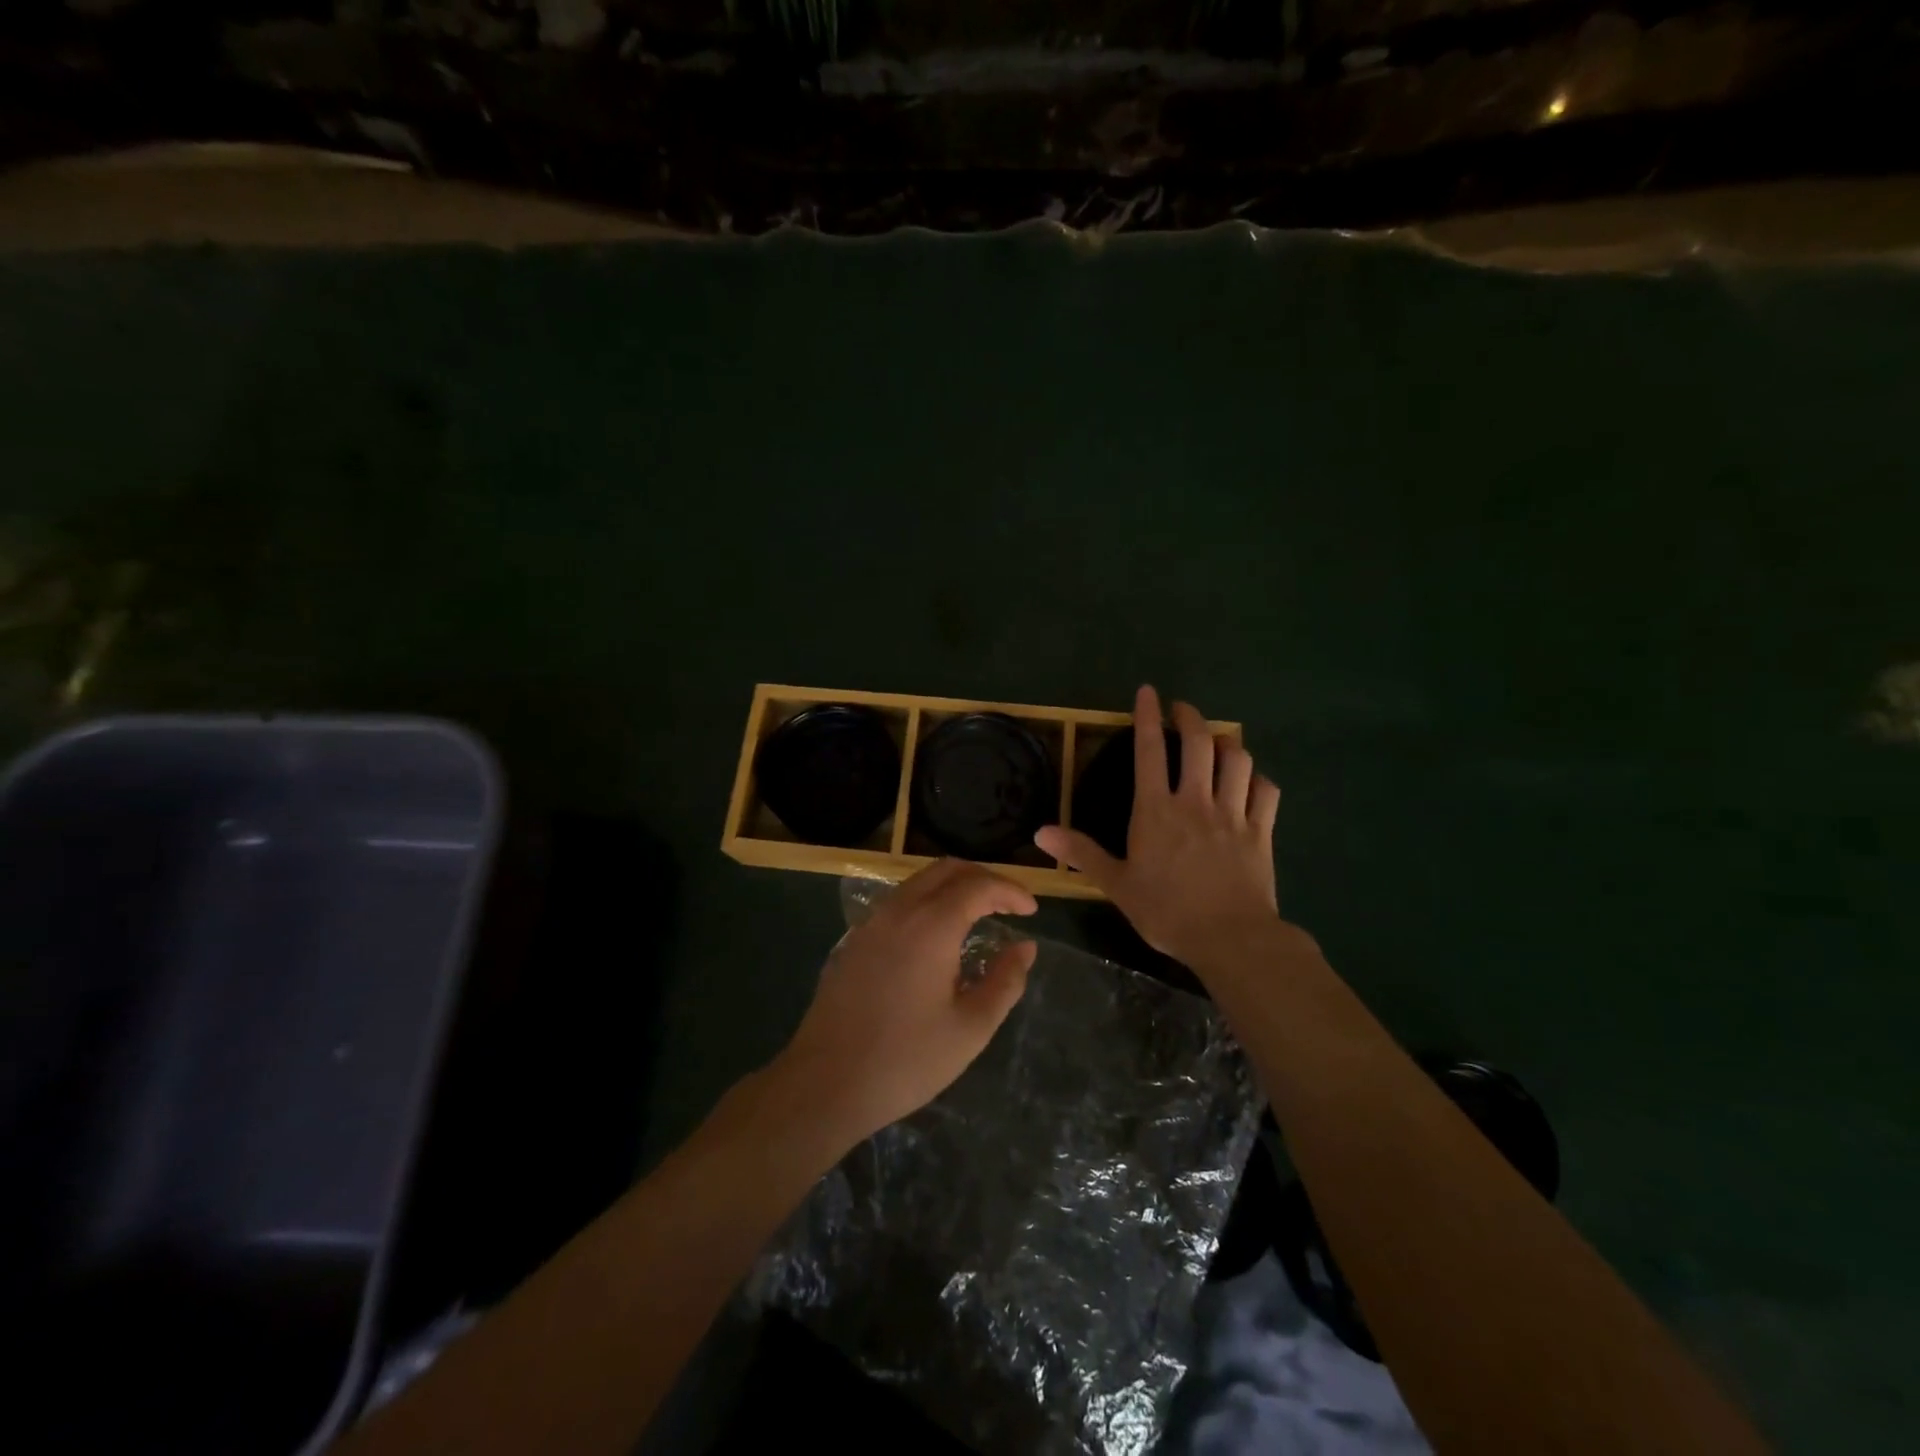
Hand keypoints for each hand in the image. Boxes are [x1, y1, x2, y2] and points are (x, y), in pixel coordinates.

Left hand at [772, 858, 1037, 1150]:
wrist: (825, 1083)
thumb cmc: (906, 1059)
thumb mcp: (971, 1028)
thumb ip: (1005, 981)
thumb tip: (1025, 947)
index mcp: (931, 925)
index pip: (978, 885)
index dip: (1010, 891)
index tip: (1032, 910)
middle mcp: (899, 910)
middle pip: (947, 870)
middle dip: (983, 879)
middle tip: (1009, 905)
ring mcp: (871, 923)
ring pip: (919, 882)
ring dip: (953, 888)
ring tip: (979, 917)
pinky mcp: (854, 941)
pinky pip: (899, 902)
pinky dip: (928, 903)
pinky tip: (937, 938)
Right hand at [1037, 684, 1282, 968]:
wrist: (1230, 938)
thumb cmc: (1166, 911)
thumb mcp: (1116, 884)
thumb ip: (1081, 853)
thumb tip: (1039, 833)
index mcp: (1156, 810)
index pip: (1149, 750)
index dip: (1147, 716)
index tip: (1149, 691)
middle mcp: (1195, 801)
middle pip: (1199, 743)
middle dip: (1190, 717)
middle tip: (1182, 709)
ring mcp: (1233, 814)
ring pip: (1237, 760)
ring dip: (1227, 743)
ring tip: (1217, 741)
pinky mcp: (1262, 831)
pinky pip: (1266, 792)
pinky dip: (1258, 779)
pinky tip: (1252, 780)